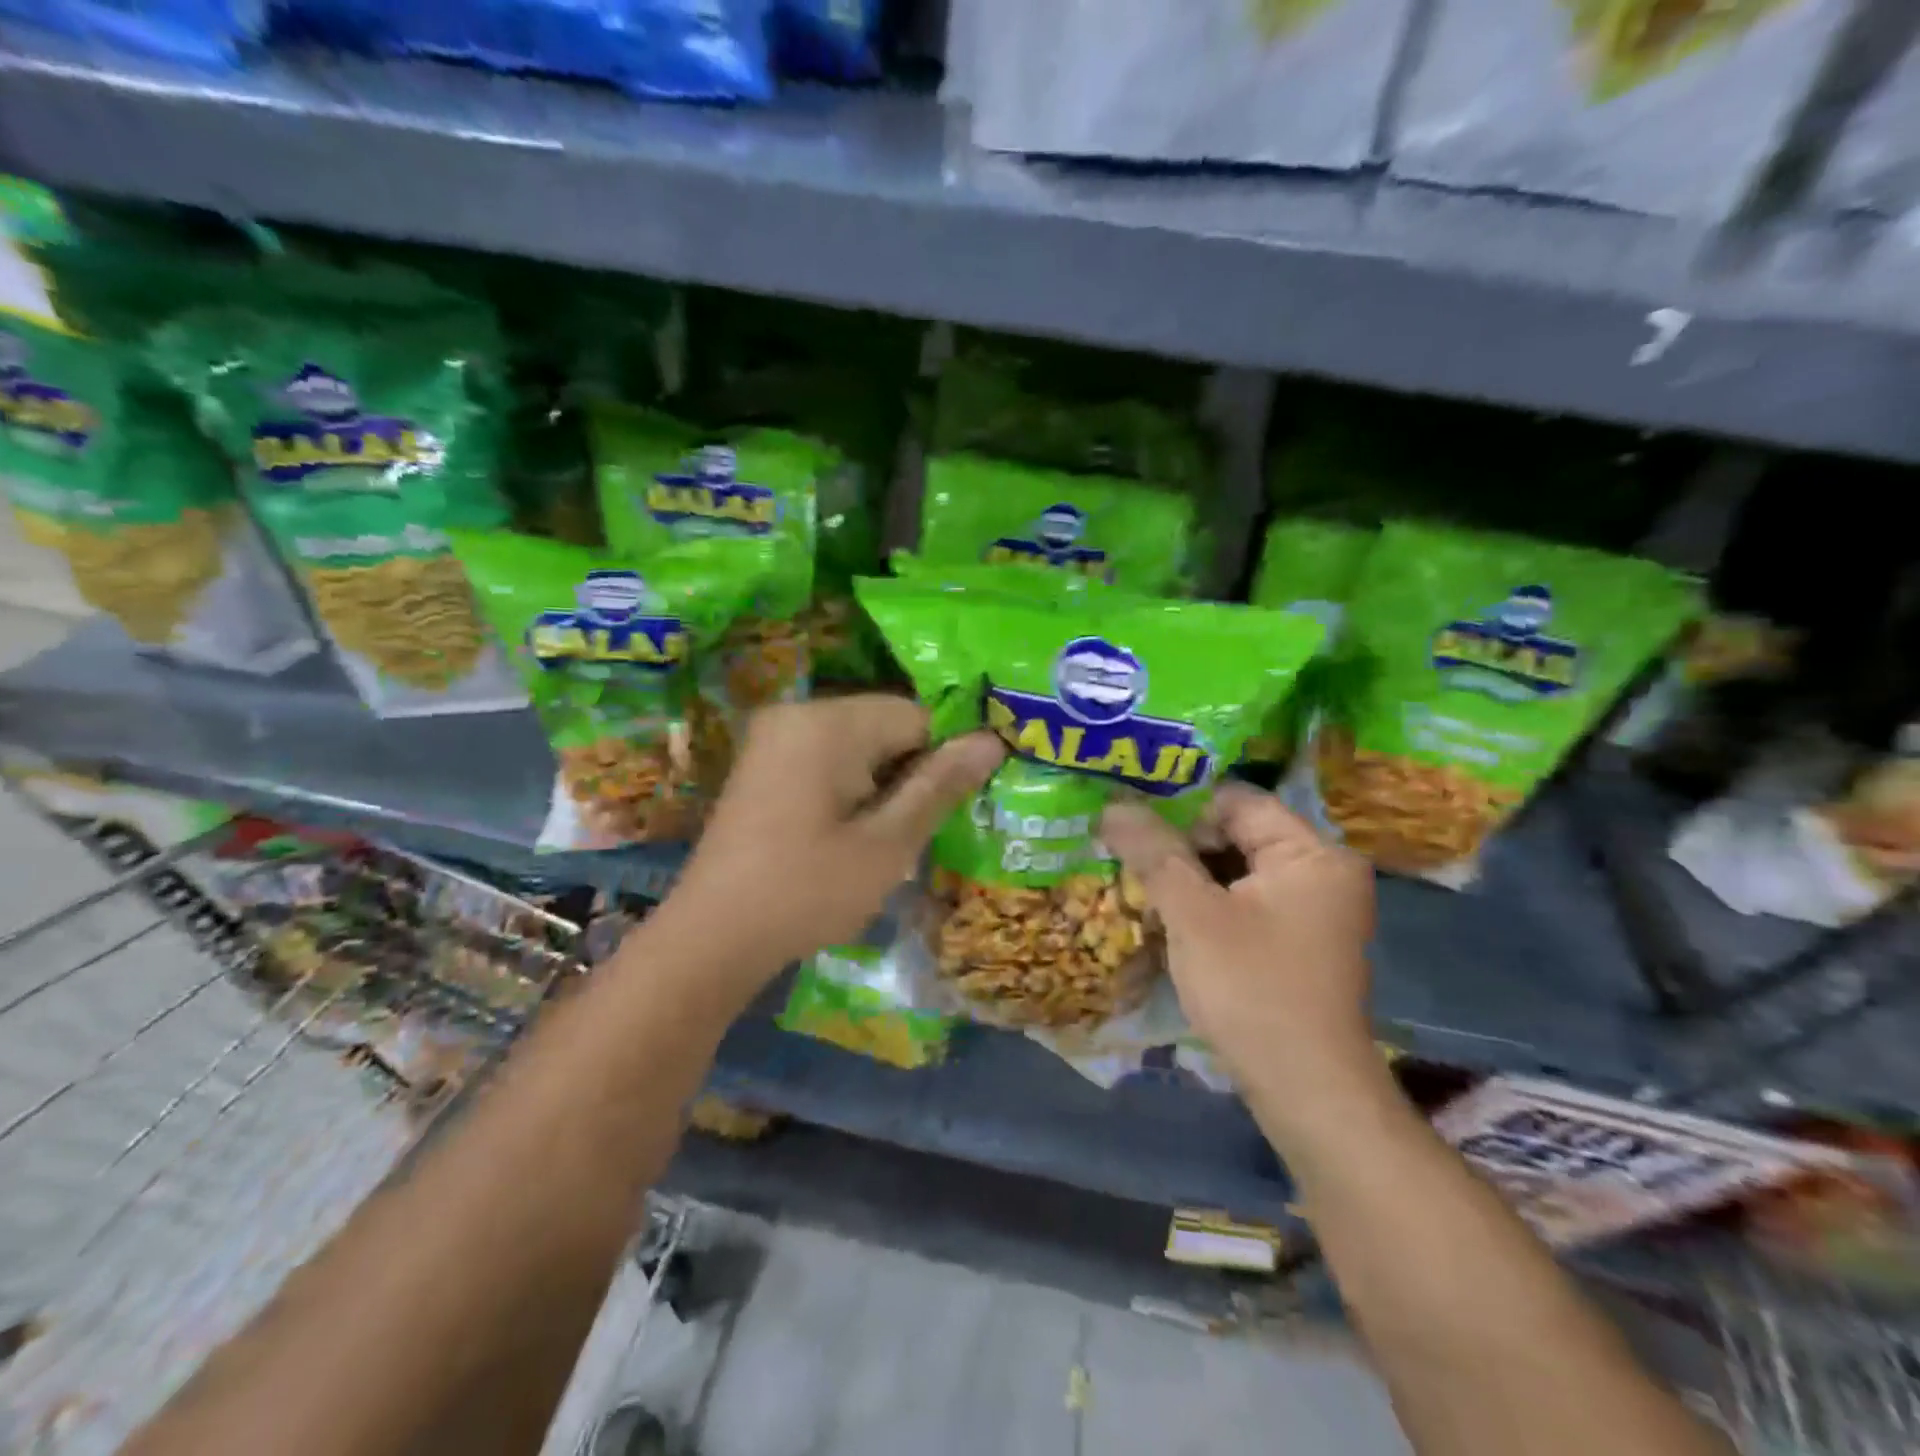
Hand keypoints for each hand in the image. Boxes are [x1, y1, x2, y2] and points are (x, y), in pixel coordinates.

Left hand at [661, 695, 1004, 977]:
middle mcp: (798, 713)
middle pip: (887, 725)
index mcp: (828, 722)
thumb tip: (993, 739)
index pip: (917, 715)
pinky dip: (851, 787)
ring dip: (883, 784)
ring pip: (860, 744)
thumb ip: (940, 786)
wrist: (711, 938)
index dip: (943, 760)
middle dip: (911, 772)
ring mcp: (774, 737)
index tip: (947, 810)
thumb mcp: (887, 844)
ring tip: (881, 840)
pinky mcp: (764, 763)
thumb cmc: (807, 891)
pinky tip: (848, 834)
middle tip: (913, 833)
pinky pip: (828, 758)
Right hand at [1100, 784, 1376, 1113]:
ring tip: (1134, 872)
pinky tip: (1164, 909)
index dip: (1181, 804)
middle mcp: (1322, 872)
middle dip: (1179, 841)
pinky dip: (1206, 900)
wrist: (1305, 1091)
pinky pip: (1244, 900)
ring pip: (1236, 868)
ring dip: (1187, 872)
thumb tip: (1111, 804)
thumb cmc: (1252, 990)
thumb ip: (1154, 853)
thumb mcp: (1193, 915)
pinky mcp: (1296, 941)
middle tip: (1124, 844)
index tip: (1129, 814)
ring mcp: (1311, 910)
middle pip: (1238, 833)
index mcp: (1313, 854)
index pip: (1238, 801)